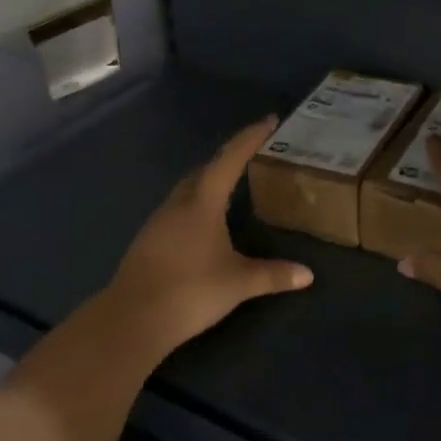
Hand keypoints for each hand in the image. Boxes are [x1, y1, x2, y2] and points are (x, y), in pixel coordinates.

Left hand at [104, 117, 313, 360]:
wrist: (132, 320)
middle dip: (228, 159)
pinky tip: (203, 225)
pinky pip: (177, 211)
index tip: (269, 120)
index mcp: (202, 202)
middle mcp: (178, 204)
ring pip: (187, 190)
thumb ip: (273, 275)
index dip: (251, 138)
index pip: (231, 159)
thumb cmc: (190, 291)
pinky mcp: (148, 241)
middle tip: (251, 156)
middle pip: (205, 170)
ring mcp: (158, 222)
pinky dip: (195, 206)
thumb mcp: (239, 283)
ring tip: (230, 188)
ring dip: (209, 182)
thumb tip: (308, 275)